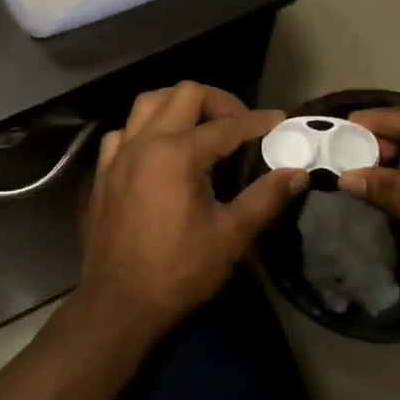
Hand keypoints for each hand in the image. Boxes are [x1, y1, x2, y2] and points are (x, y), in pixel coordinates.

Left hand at [79, 83, 305, 333]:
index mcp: (177, 154)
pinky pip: (123, 133)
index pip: (226, 126)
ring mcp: (118, 156)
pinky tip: (158, 150)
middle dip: (218, 101)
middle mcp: (144, 143)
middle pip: (184, 94)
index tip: (280, 122)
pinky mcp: (102, 173)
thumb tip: (297, 174)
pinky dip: (145, 129)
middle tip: (240, 123)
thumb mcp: (230, 236)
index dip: (257, 122)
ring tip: (201, 126)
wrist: (119, 304)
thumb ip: (265, 198)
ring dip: (178, 105)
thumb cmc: (178, 271)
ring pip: (148, 104)